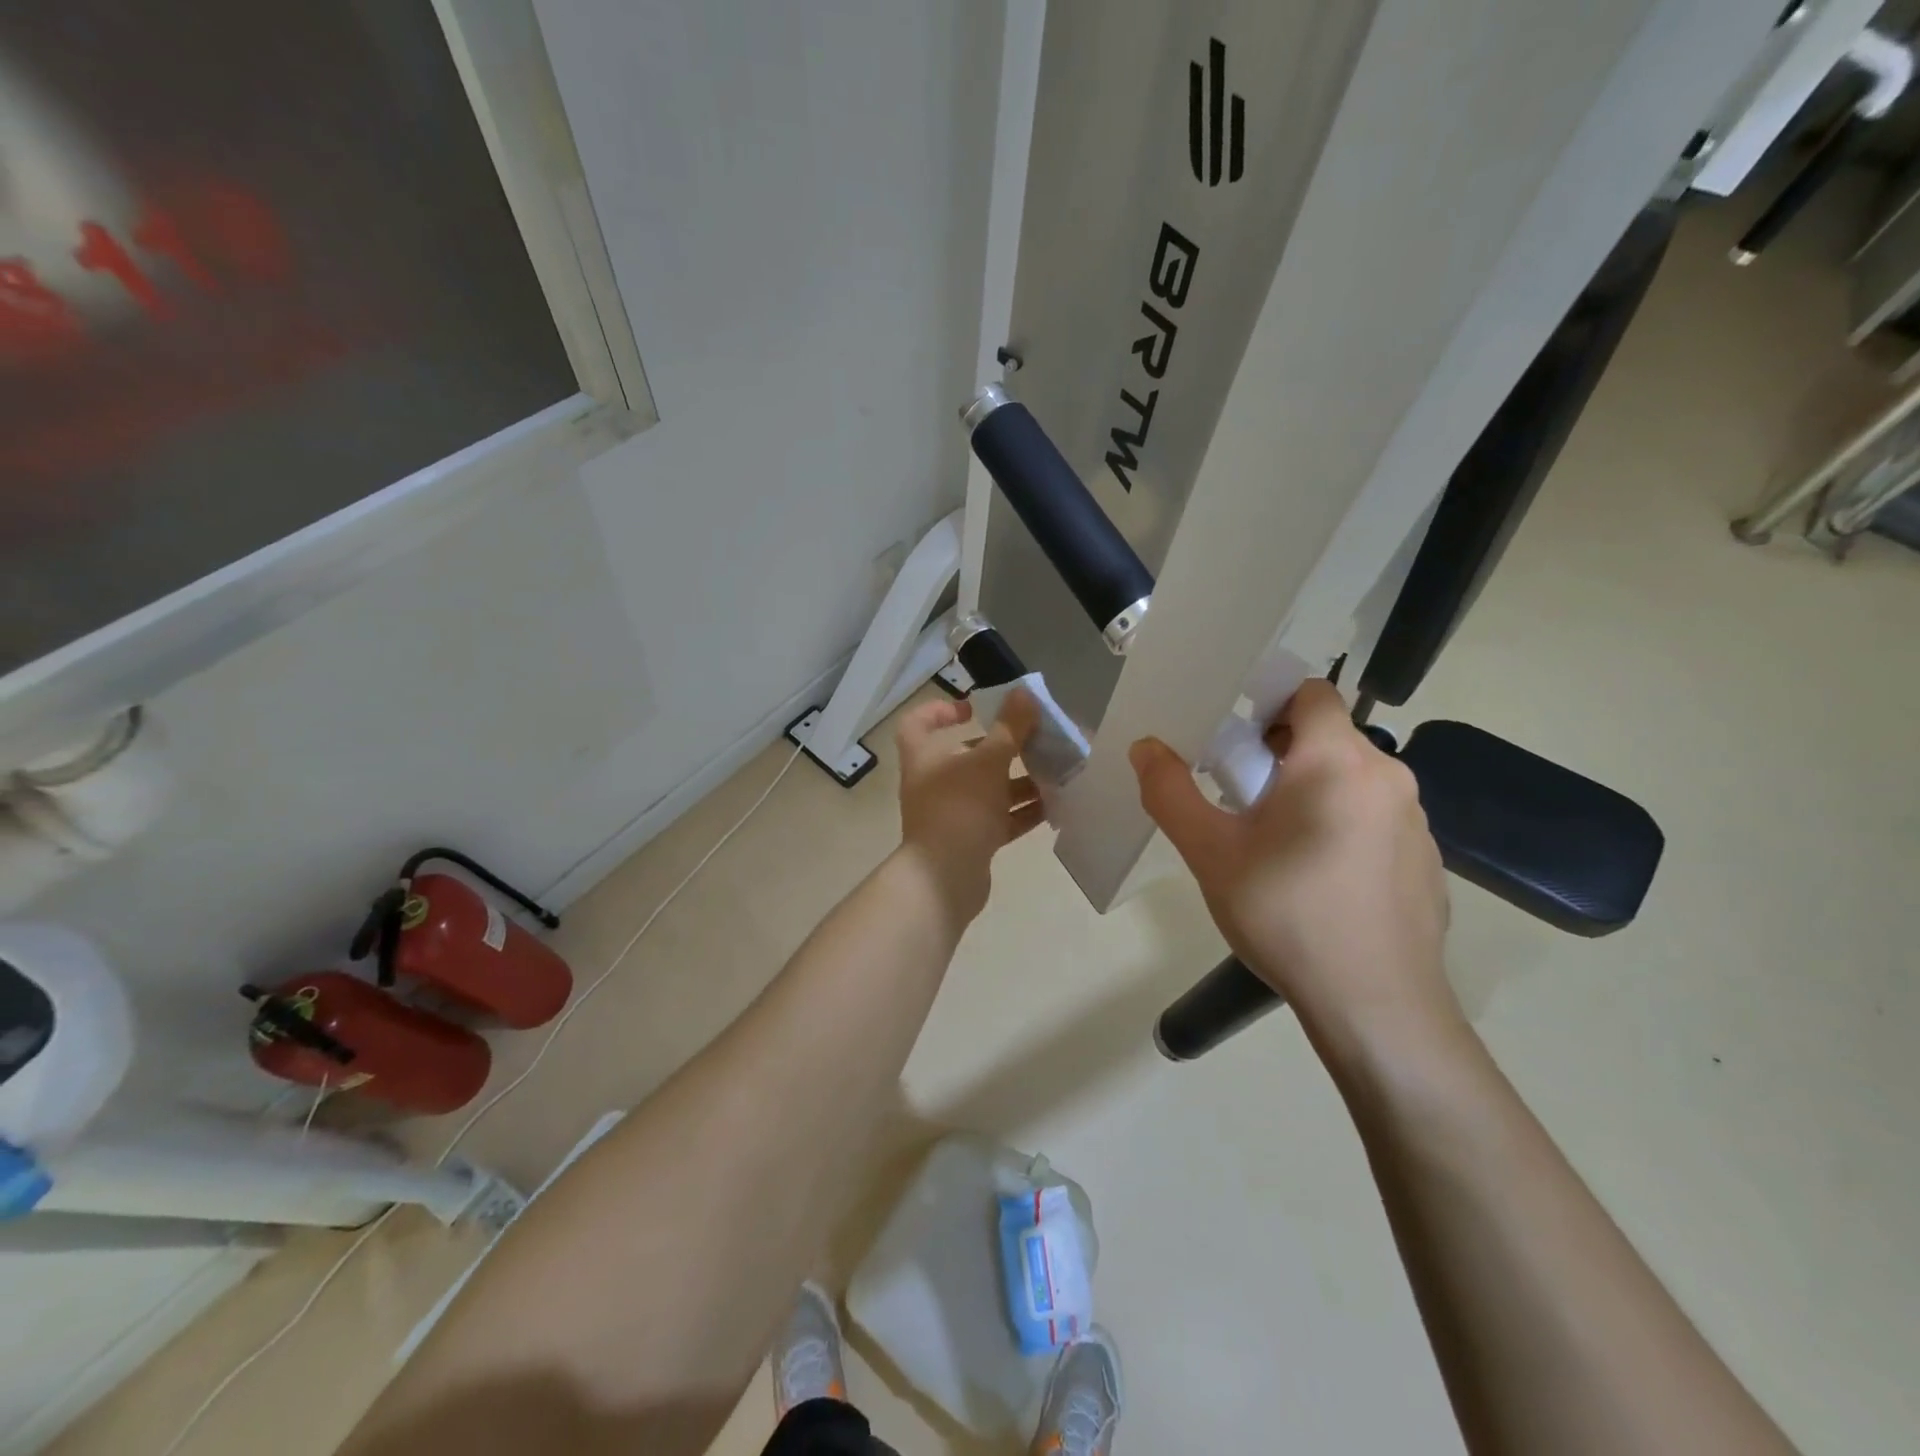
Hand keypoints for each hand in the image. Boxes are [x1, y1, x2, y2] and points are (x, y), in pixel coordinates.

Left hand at [895, 691, 1044, 922]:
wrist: (944, 879)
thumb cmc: (959, 809)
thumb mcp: (988, 762)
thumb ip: (1009, 728)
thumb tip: (1024, 693)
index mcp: (925, 757)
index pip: (918, 723)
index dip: (940, 709)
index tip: (973, 708)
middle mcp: (934, 783)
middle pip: (966, 757)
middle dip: (1002, 748)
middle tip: (1034, 740)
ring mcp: (952, 814)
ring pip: (988, 790)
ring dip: (1019, 781)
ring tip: (1055, 772)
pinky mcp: (970, 841)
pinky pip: (999, 819)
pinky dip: (1022, 811)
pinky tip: (1054, 806)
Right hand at [1129, 679, 1455, 1050]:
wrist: (1376, 1006)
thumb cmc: (1285, 914)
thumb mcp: (1209, 852)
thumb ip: (1170, 792)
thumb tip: (1145, 747)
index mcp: (1337, 761)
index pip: (1313, 693)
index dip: (1271, 704)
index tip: (1236, 742)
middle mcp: (1388, 778)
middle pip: (1331, 737)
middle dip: (1283, 754)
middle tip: (1242, 800)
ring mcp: (1417, 822)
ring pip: (1354, 780)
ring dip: (1314, 792)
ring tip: (1277, 846)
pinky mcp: (1429, 862)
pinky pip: (1378, 821)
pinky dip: (1345, 828)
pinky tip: (1320, 882)